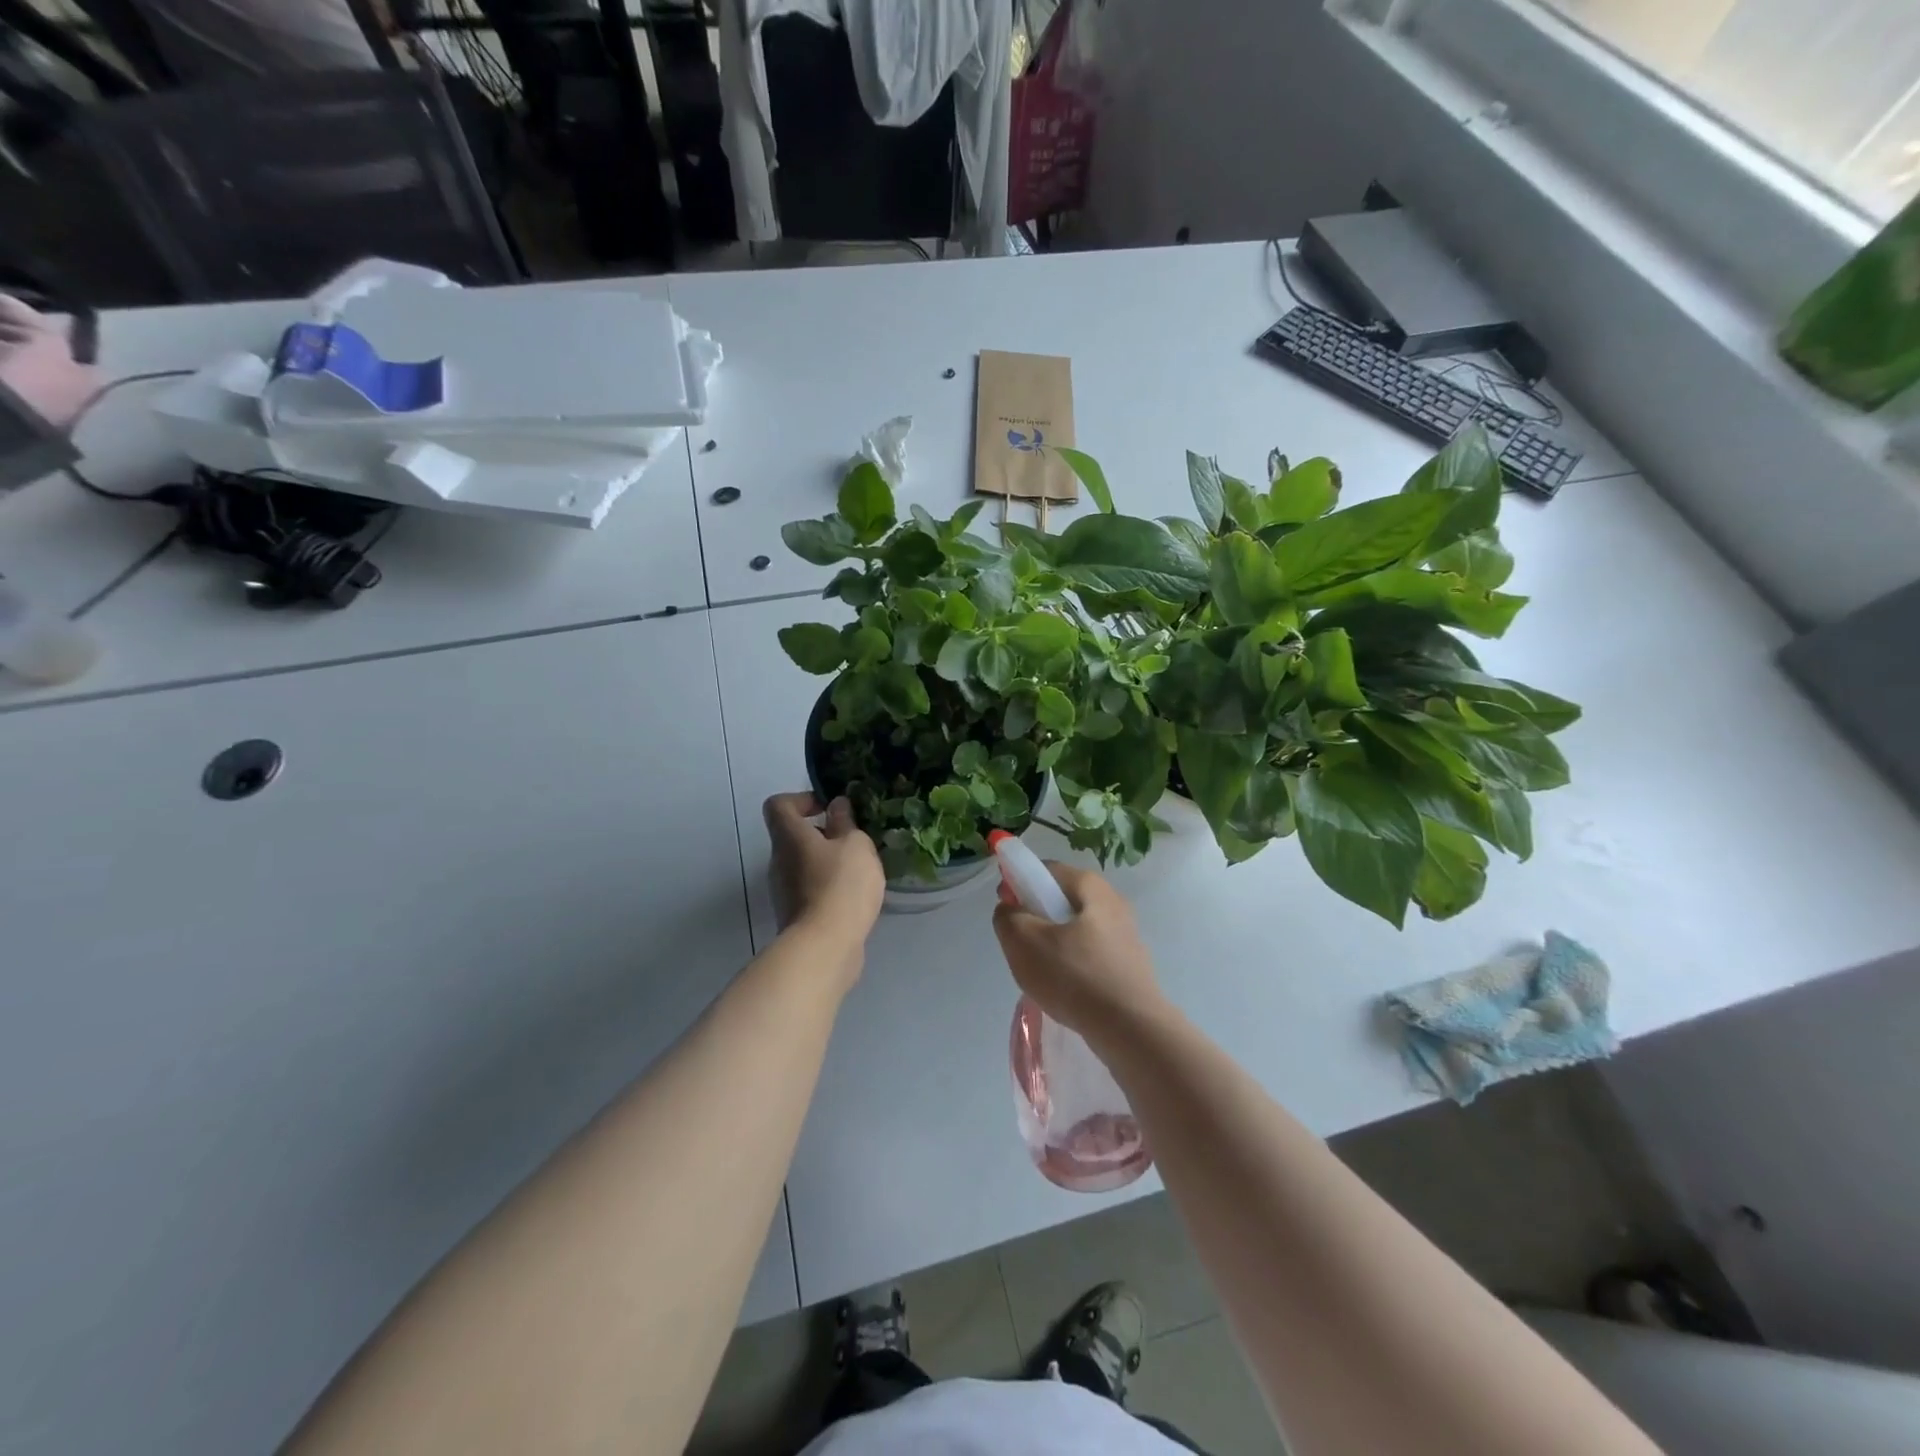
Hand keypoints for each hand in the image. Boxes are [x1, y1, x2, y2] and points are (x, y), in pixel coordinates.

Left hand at [764, 792, 883, 958]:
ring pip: (804, 864)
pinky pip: (810, 889)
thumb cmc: (841, 885)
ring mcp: (783, 890)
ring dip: (829, 863)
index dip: (802, 799)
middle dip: (824, 835)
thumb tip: (836, 806)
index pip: (778, 804)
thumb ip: (845, 822)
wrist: (825, 947)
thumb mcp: (855, 845)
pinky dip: (828, 888)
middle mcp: (778, 860)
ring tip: (860, 872)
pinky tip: (853, 898)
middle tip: (854, 842)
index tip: (828, 809)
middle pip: (793, 836)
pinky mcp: (794, 915)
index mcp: (789, 836)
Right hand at [992, 862, 1165, 1040]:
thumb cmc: (1074, 976)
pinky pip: (1091, 953)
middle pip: (1062, 899)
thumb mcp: (1023, 942)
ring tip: (1043, 972)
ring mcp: (1126, 933)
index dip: (1018, 883)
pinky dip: (1074, 964)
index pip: (1045, 869)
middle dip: (1037, 916)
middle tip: (1021, 944)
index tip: (1006, 910)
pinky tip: (1067, 989)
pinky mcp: (1131, 963)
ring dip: (1054, 943)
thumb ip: (1008, 917)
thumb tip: (1011, 909)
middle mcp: (1113, 901)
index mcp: (1090, 885)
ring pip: (1076, 928)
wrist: (1131, 1029)